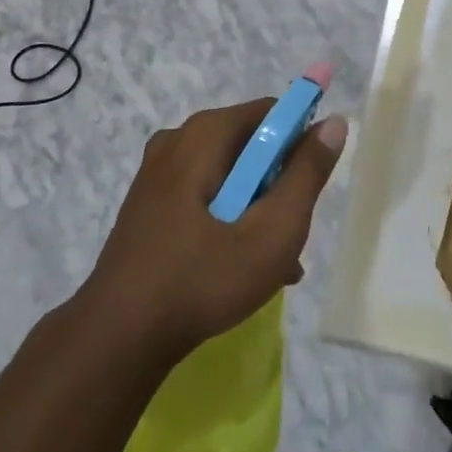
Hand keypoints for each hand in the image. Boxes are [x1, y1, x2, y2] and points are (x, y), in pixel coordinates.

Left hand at [81, 97, 347, 360]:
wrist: (117, 337)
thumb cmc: (203, 279)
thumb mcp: (273, 230)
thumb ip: (307, 174)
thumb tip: (334, 123)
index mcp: (204, 134)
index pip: (271, 113)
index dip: (300, 144)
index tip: (307, 191)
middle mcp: (177, 140)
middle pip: (250, 146)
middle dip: (278, 187)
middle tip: (288, 236)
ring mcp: (157, 173)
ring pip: (229, 177)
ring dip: (256, 211)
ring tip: (274, 264)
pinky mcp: (148, 204)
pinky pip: (203, 196)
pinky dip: (228, 221)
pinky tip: (242, 268)